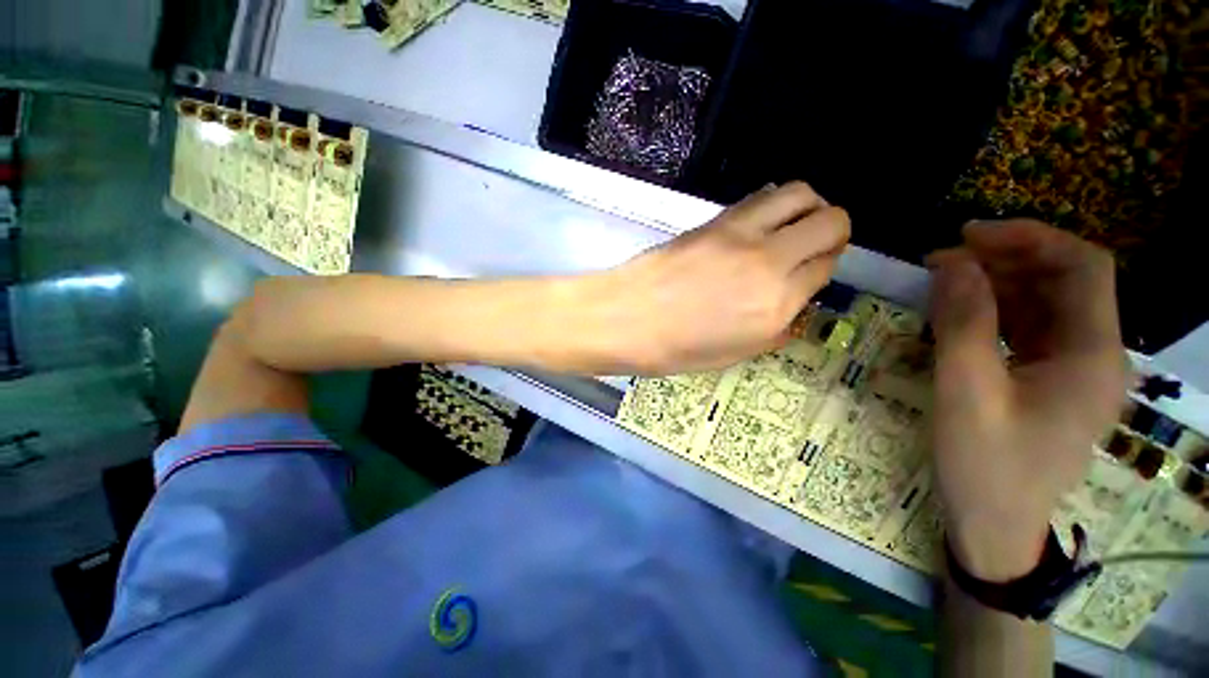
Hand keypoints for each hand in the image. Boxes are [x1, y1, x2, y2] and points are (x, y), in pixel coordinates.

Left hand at [577, 182, 849, 373]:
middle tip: (813, 246)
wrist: (623, 319)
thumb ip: (774, 330)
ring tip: (792, 226)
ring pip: (800, 194)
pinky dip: (772, 205)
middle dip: (831, 232)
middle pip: (830, 221)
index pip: (825, 268)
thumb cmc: (673, 349)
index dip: (822, 268)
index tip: (809, 274)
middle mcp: (768, 262)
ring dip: (807, 207)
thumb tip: (793, 308)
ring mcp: (740, 235)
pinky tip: (758, 225)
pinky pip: (760, 198)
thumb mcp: (732, 356)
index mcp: (775, 306)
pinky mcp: (713, 220)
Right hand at [927, 221, 1127, 580]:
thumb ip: (963, 322)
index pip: (1083, 267)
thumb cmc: (985, 464)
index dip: (1031, 238)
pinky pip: (1029, 328)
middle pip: (1066, 281)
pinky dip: (996, 310)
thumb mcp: (966, 391)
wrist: (994, 526)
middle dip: (1008, 258)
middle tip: (944, 259)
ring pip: (1046, 303)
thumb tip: (953, 261)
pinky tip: (960, 312)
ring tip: (944, 281)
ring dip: (998, 282)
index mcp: (1092, 356)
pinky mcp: (1050, 381)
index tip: (968, 235)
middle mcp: (1096, 354)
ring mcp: (1074, 369)